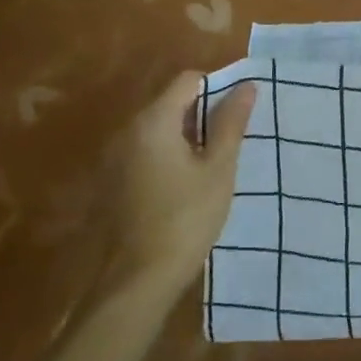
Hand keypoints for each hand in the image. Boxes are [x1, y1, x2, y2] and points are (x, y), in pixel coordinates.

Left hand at [100, 71, 255, 295]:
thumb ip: (231, 122)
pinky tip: (187, 186)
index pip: (188, 80)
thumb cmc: (186, 218)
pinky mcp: (114, 181)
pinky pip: (147, 151)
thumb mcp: (219, 168)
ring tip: (213, 165)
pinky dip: (169, 156)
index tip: (237, 116)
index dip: (217, 88)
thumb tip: (247, 85)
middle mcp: (129, 131)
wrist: (138, 280)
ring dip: (187, 136)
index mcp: (154, 121)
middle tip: (230, 143)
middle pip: (172, 102)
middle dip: (203, 114)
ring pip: (160, 128)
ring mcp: (117, 157)